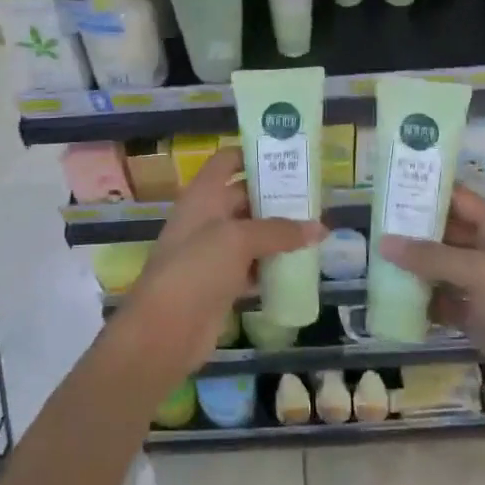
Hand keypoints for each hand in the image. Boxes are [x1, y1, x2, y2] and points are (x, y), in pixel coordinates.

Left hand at [121, 148, 323, 378]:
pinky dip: (272, 265)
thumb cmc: (196, 268)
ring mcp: (212, 253)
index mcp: (203, 195)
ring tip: (316, 229)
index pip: (226, 161)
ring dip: (279, 233)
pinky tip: (300, 266)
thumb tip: (320, 228)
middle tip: (315, 197)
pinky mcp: (221, 284)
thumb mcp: (238, 240)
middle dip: (276, 197)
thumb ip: (279, 231)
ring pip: (251, 234)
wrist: (164, 330)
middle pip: (244, 197)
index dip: (253, 154)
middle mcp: (207, 218)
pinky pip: (252, 266)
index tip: (287, 156)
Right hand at [379, 185, 484, 383]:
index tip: (386, 188)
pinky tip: (393, 299)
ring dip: (414, 267)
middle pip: (446, 233)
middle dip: (412, 231)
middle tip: (371, 227)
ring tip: (373, 260)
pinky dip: (423, 301)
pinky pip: (445, 302)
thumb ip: (430, 256)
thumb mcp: (479, 272)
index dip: (425, 191)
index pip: (457, 199)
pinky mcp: (480, 319)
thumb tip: (384, 241)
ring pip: (442, 268)